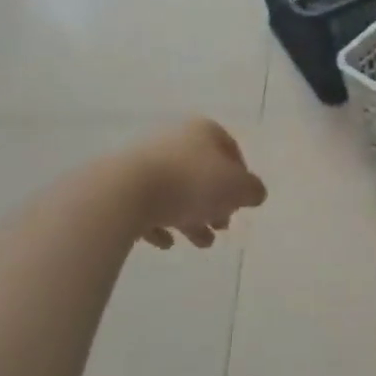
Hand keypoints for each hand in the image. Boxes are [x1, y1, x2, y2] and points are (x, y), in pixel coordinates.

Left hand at [127, 119, 266, 250]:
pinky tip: (166, 242)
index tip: (242, 202)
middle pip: (202, 173)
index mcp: (203, 132)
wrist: (125, 193)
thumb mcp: (239, 188)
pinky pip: (147, 206)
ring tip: (201, 243)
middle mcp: (174, 141)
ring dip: (191, 218)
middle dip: (215, 203)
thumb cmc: (192, 184)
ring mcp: (144, 162)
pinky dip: (159, 224)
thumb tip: (253, 193)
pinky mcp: (122, 186)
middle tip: (222, 226)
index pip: (231, 150)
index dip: (242, 177)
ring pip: (176, 192)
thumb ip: (253, 190)